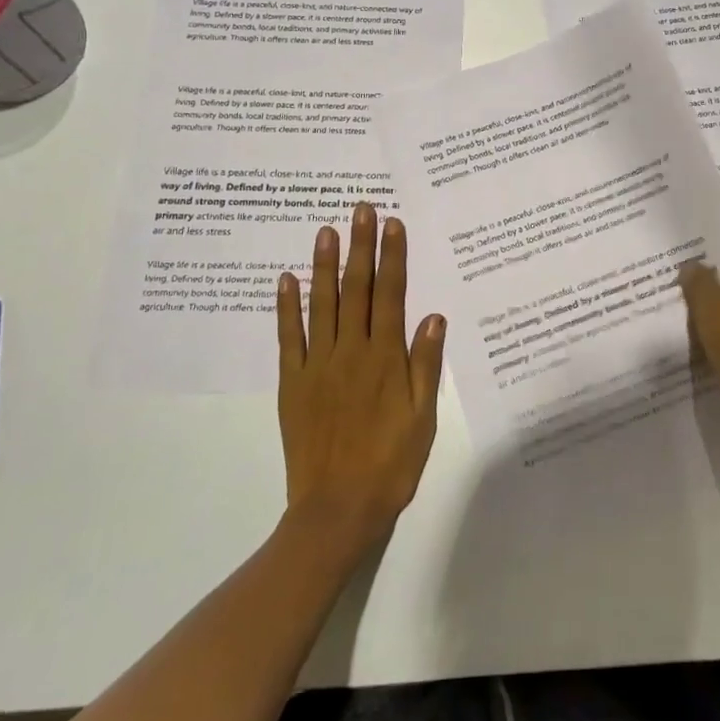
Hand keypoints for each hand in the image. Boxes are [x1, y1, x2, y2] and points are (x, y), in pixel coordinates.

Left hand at [277, 204, 445, 551]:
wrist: (337, 510)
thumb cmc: (390, 463)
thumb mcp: (422, 418)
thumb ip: (425, 364)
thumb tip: (433, 315)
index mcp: (385, 358)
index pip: (390, 295)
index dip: (392, 257)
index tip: (392, 224)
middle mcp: (351, 352)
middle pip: (356, 290)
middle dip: (360, 247)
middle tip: (360, 209)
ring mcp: (317, 366)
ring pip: (322, 305)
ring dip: (324, 265)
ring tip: (325, 230)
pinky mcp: (292, 384)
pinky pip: (288, 338)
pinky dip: (287, 308)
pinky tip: (286, 280)